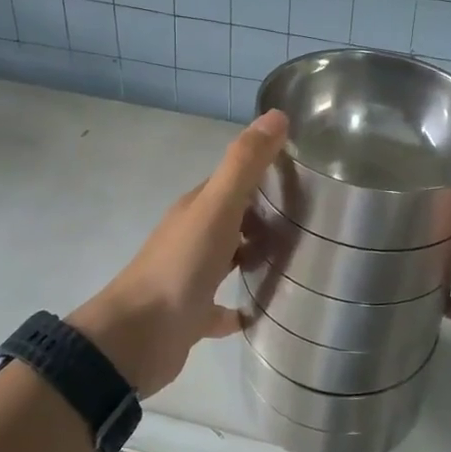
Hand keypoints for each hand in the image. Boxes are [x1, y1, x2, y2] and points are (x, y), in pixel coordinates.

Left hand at [68, 110, 288, 394]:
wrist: (137, 337)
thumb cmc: (180, 266)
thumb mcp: (217, 207)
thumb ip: (244, 163)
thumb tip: (276, 114)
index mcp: (197, 209)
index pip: (234, 182)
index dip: (265, 174)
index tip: (305, 176)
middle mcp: (192, 237)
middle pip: (233, 219)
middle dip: (266, 216)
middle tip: (313, 221)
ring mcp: (190, 278)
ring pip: (228, 259)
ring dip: (255, 256)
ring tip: (299, 261)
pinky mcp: (192, 317)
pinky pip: (221, 309)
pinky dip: (240, 308)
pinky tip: (265, 313)